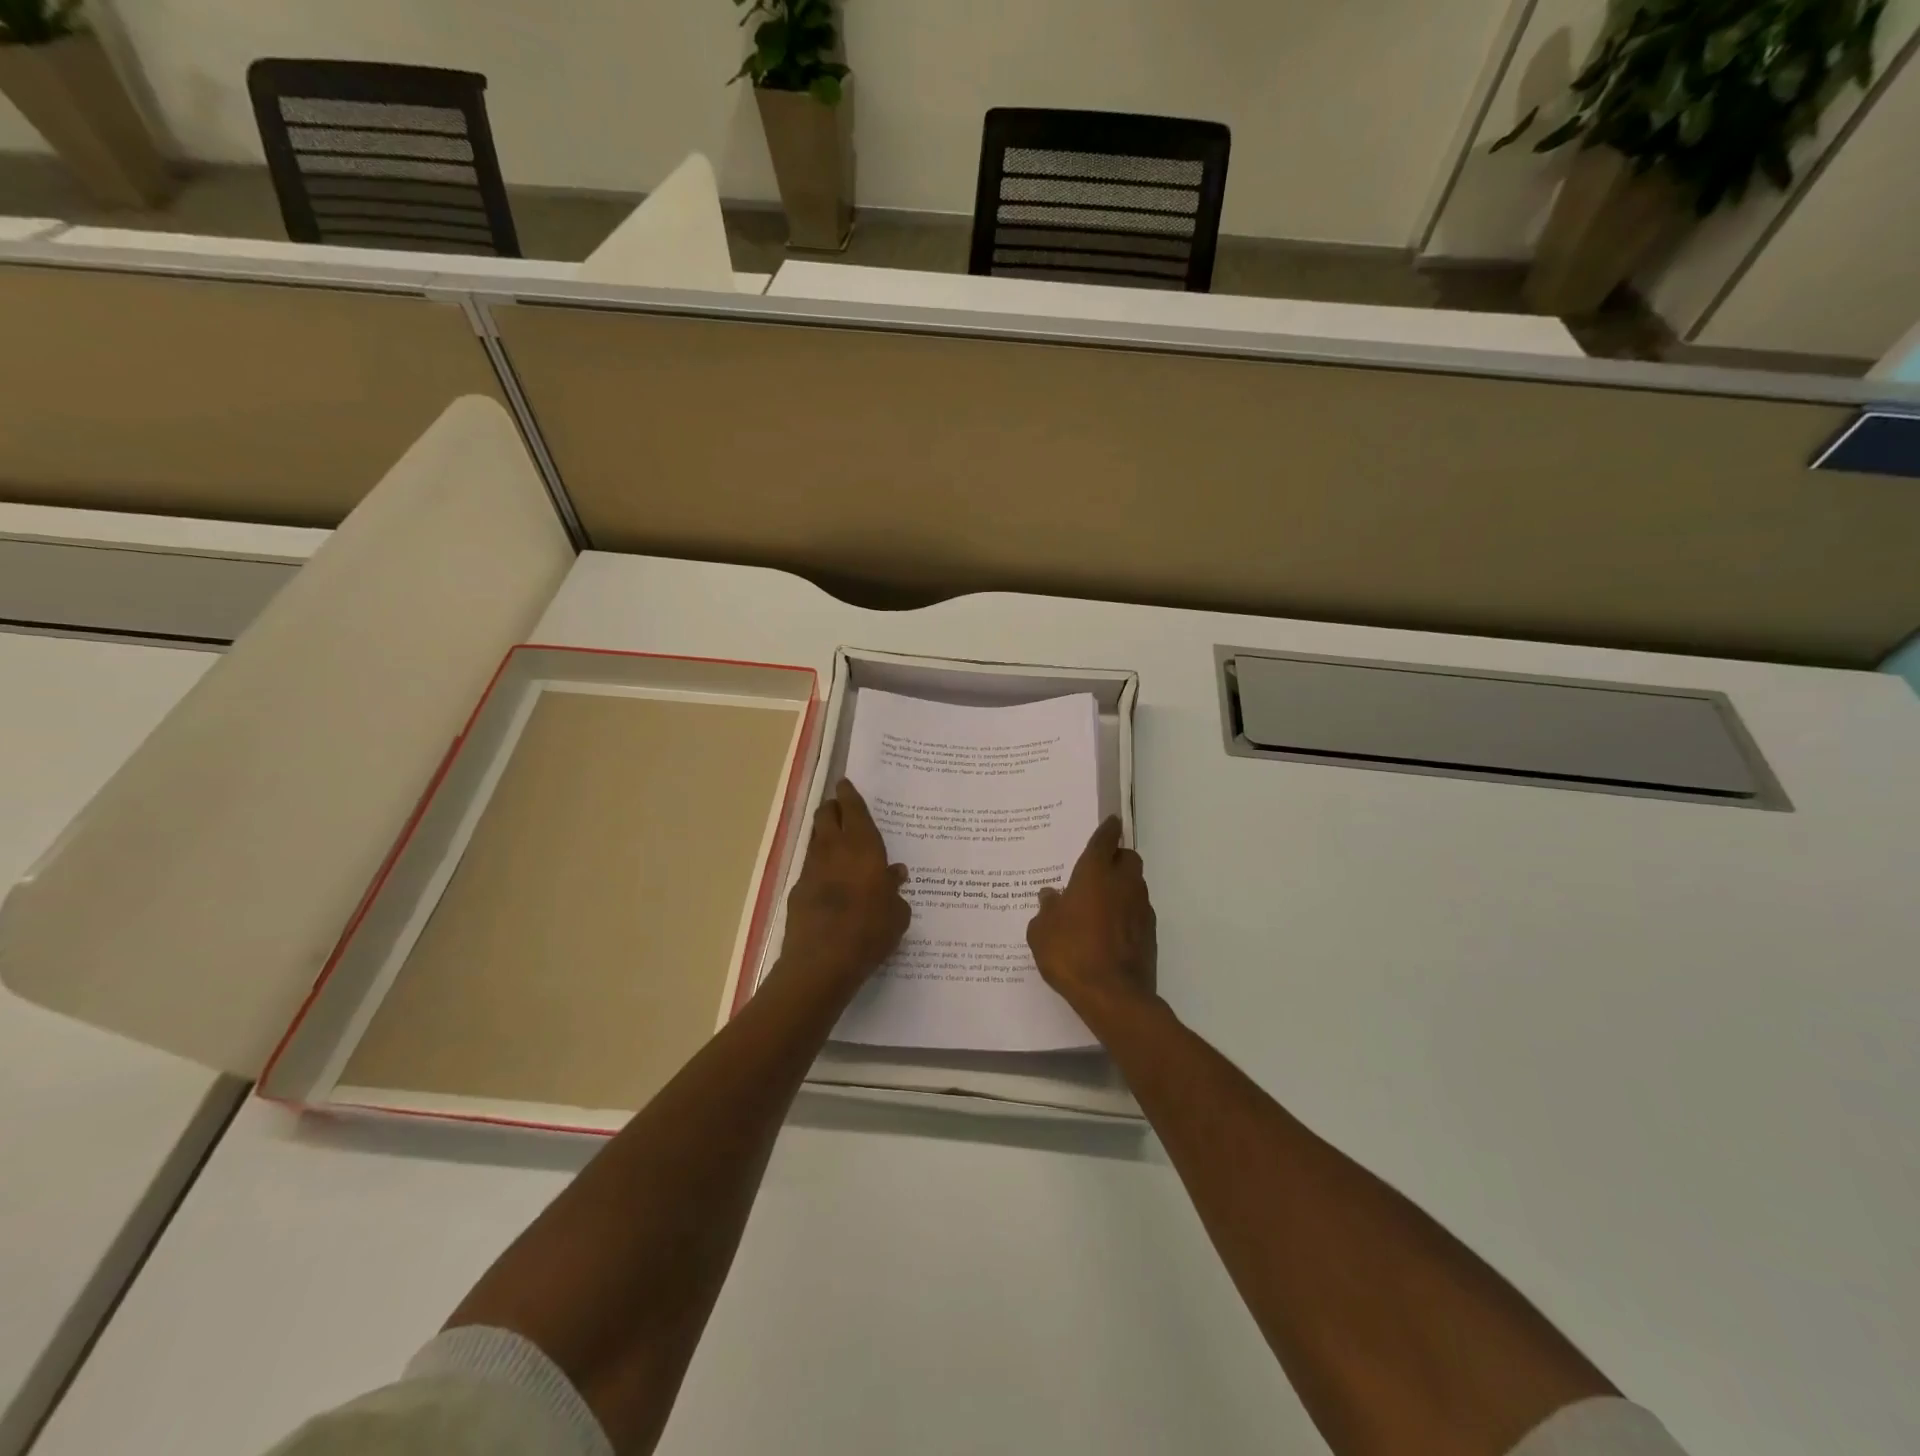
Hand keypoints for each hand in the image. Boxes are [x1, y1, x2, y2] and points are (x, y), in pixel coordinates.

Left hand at [778, 779, 910, 994]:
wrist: (822, 961)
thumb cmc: (870, 931)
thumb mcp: (897, 913)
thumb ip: (895, 890)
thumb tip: (894, 874)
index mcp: (862, 846)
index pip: (853, 809)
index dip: (849, 794)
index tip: (845, 783)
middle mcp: (834, 849)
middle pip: (827, 815)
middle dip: (833, 807)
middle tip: (842, 809)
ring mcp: (811, 869)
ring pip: (816, 839)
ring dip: (825, 834)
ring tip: (838, 843)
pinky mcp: (797, 891)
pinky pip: (811, 867)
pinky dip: (820, 866)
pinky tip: (830, 881)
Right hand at [1027, 816, 1156, 1018]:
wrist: (1114, 996)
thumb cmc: (1071, 954)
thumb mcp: (1042, 932)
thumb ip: (1046, 910)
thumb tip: (1051, 896)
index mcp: (1095, 874)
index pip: (1105, 840)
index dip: (1107, 829)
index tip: (1111, 821)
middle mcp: (1123, 883)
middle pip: (1128, 858)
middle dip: (1117, 858)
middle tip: (1098, 870)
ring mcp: (1141, 908)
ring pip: (1135, 885)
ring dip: (1123, 886)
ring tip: (1101, 903)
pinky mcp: (1151, 933)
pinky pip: (1139, 911)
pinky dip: (1128, 912)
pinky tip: (1111, 930)